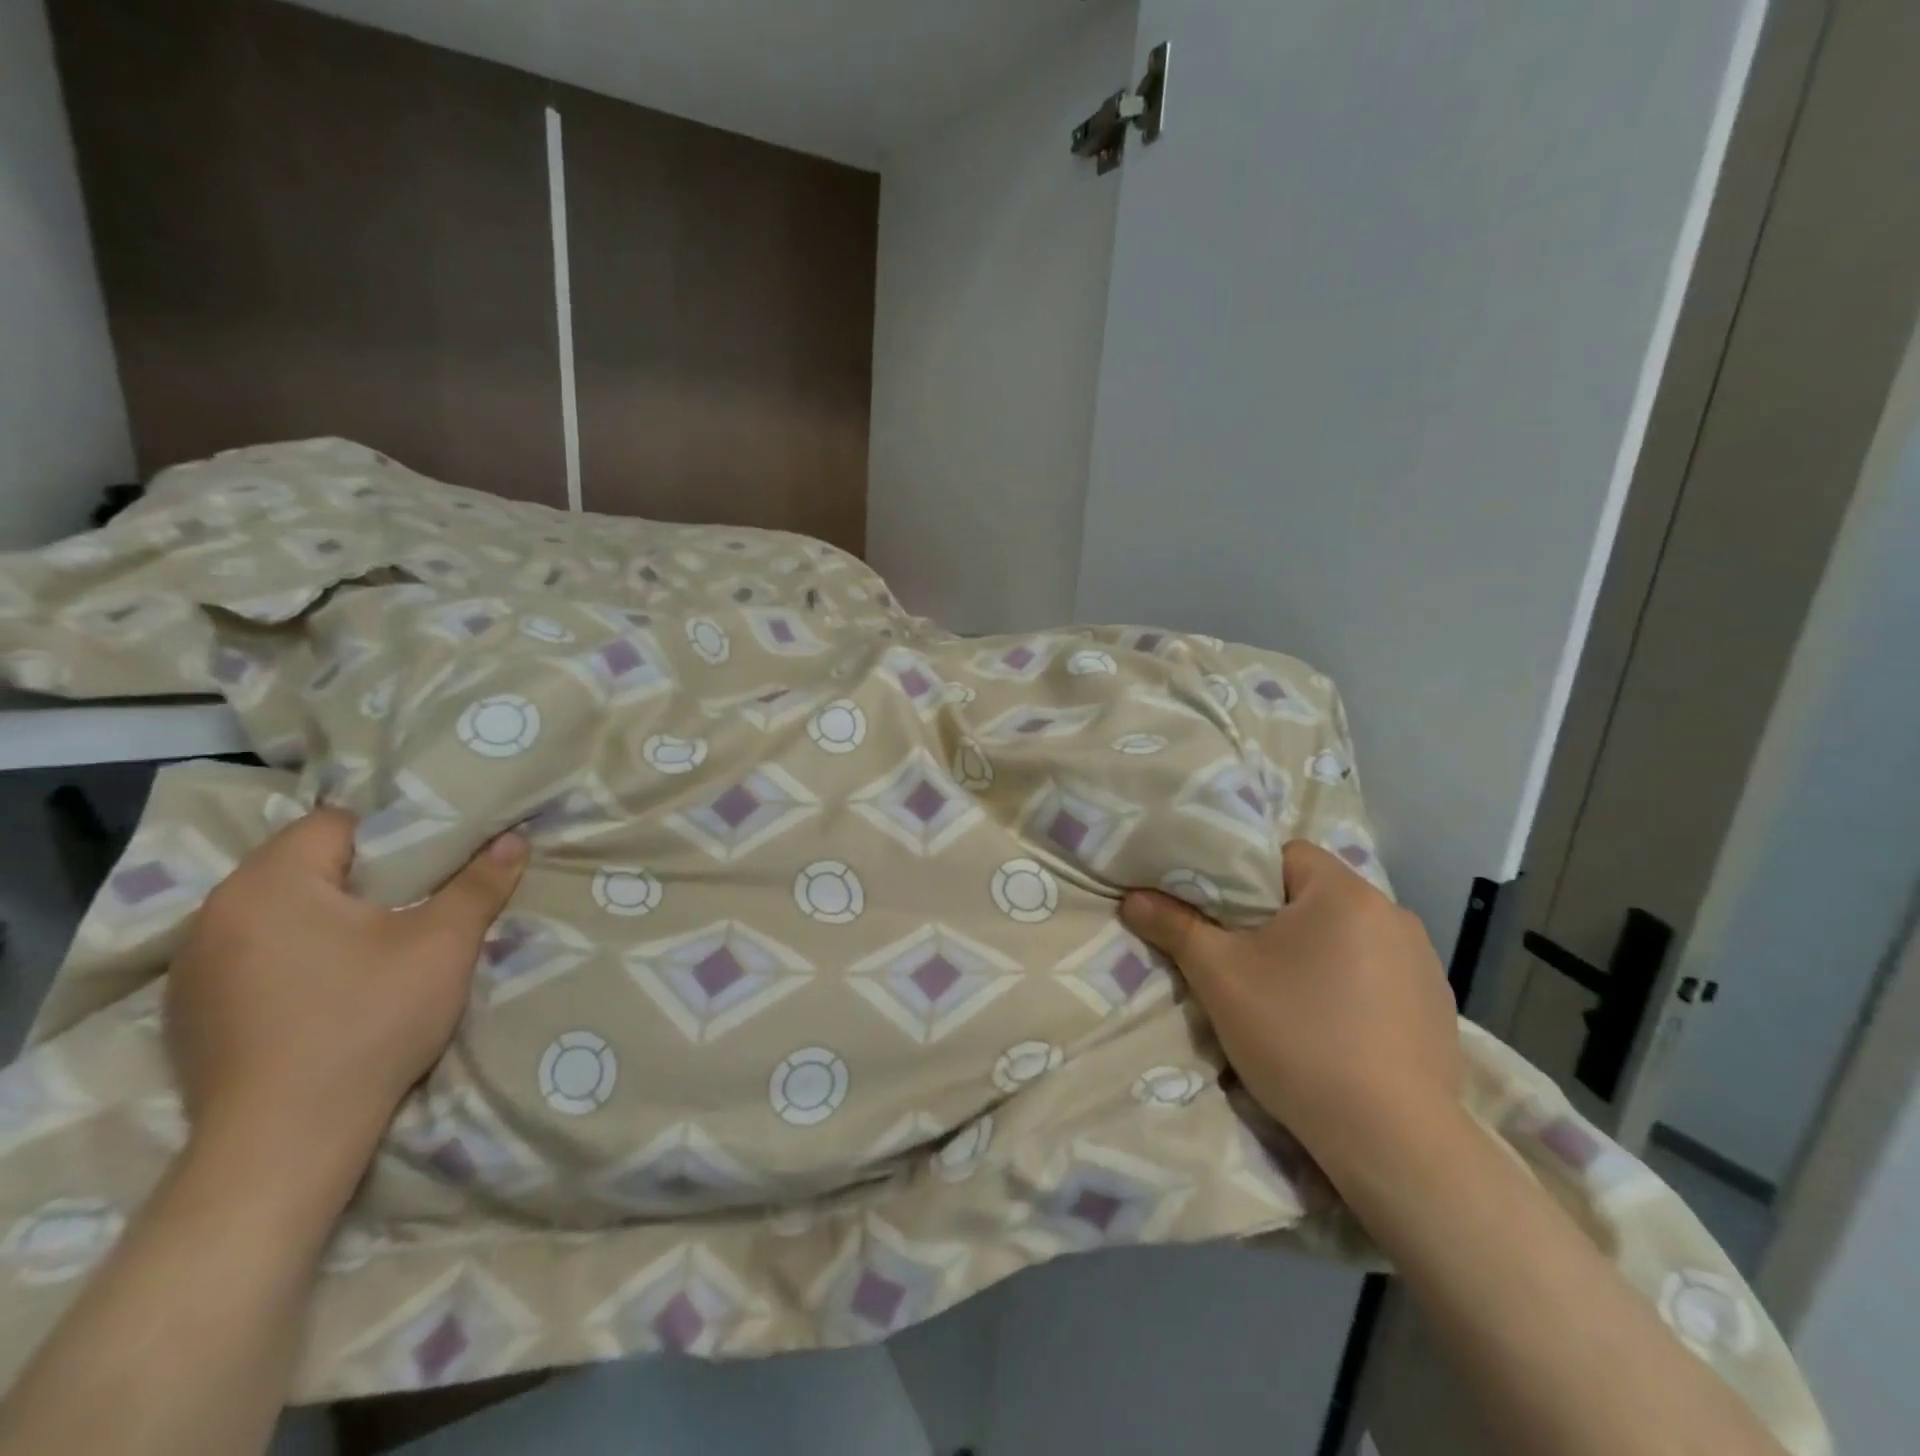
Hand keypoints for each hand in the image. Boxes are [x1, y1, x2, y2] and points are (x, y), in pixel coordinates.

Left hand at [164, 809, 527, 1183]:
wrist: (287, 1140)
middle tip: (415, 904)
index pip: (335, 824)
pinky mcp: (191, 1013)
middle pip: (303, 865)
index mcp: (269, 884)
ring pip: (277, 912)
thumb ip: (479, 884)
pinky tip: (327, 992)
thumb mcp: (443, 944)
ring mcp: (191, 968)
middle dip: (361, 877)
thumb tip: (514, 839)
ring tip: (374, 947)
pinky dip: (292, 957)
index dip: (391, 836)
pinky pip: (252, 955)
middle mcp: (214, 914)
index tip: (430, 868)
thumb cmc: (369, 1021)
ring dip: (324, 917)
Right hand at [1122, 840, 1462, 1182]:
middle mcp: (1393, 914)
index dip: (1243, 877)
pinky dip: (1351, 988)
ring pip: (1347, 938)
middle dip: (1275, 920)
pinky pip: (1378, 976)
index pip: (1284, 855)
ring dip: (1315, 954)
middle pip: (1314, 896)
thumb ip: (1174, 925)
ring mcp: (1423, 963)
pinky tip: (1333, 1030)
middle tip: (1240, 957)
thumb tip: (1133, 898)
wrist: (1391, 1140)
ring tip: (1286, 998)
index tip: (1219, 915)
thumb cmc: (1297, 1036)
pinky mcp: (1437, 1008)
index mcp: (1345, 892)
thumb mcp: (1219, 976)